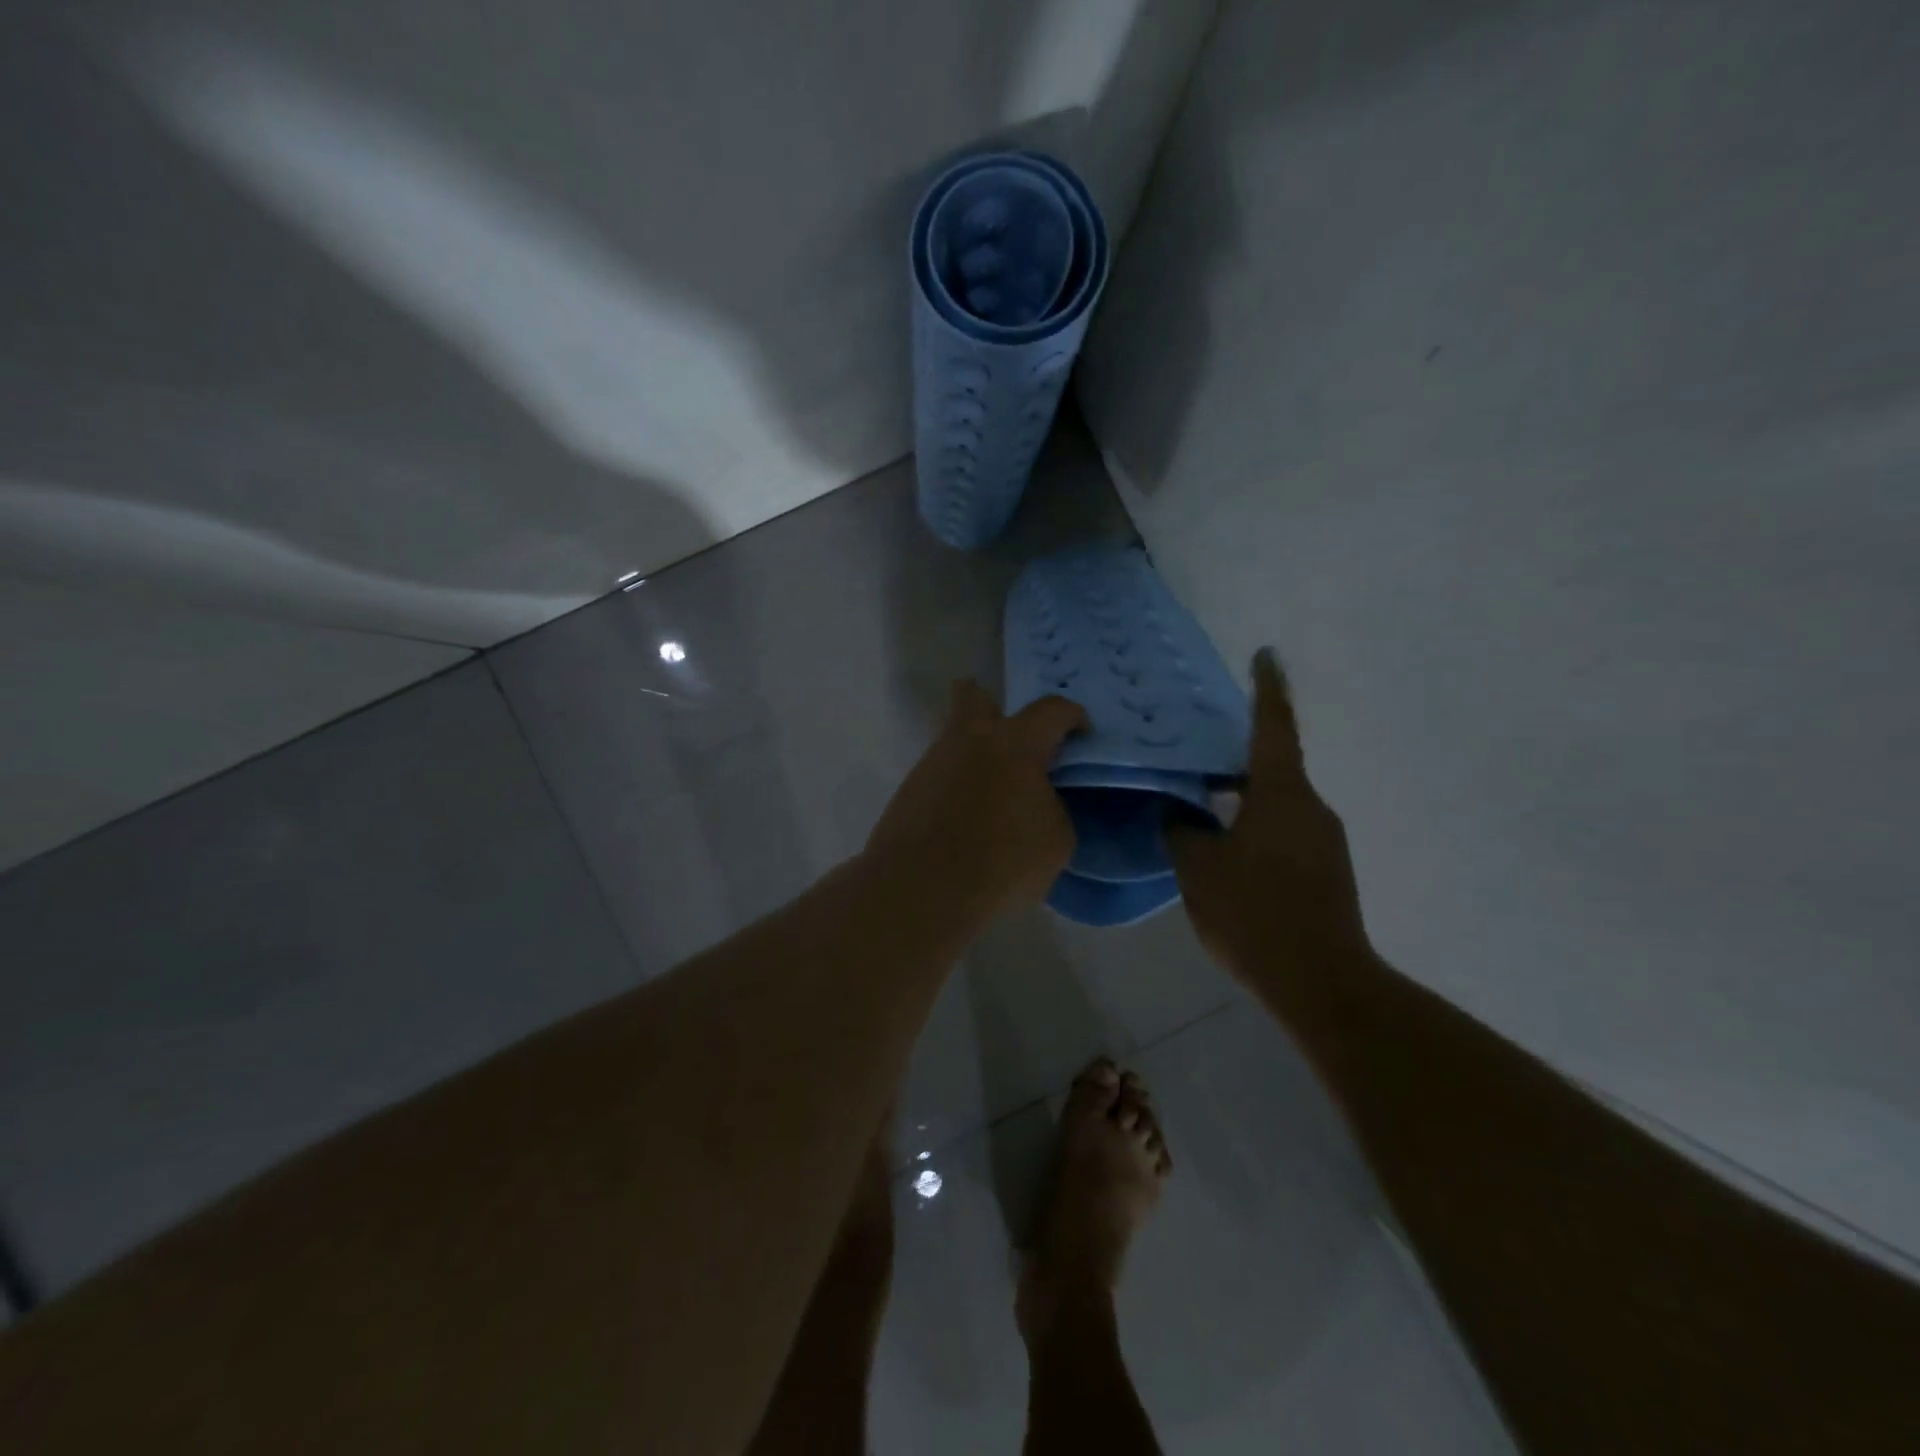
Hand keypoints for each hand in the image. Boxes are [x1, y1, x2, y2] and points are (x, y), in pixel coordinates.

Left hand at [867, 681, 1086, 920]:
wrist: (920, 890)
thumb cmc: (1001, 861)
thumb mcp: (1056, 840)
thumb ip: (1054, 806)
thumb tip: (1038, 800)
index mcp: (1014, 742)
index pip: (1052, 709)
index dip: (1072, 717)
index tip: (1080, 736)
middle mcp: (969, 740)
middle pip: (974, 697)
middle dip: (994, 706)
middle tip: (1013, 739)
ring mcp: (932, 763)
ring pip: (955, 742)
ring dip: (976, 757)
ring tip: (994, 797)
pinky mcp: (908, 791)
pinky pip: (940, 776)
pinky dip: (957, 788)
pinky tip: (966, 819)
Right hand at [1167, 651, 1370, 987]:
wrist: (1320, 981)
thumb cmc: (1253, 912)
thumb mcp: (1198, 868)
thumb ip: (1181, 830)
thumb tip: (1178, 812)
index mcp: (1281, 794)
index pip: (1273, 726)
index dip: (1267, 688)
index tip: (1266, 655)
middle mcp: (1310, 807)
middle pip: (1271, 767)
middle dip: (1235, 760)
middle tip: (1195, 758)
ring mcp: (1324, 841)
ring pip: (1276, 804)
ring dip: (1242, 801)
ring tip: (1201, 810)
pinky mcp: (1328, 871)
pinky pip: (1285, 833)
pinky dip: (1254, 830)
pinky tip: (1225, 855)